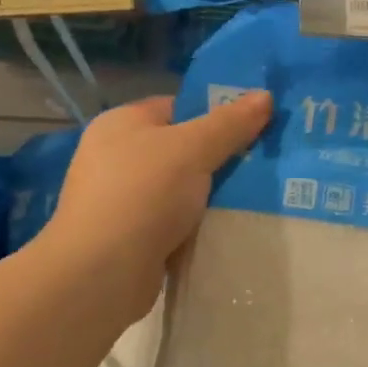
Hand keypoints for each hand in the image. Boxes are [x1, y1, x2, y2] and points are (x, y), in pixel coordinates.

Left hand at [47, 92, 272, 322]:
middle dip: (218, 159)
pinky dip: (195, 226)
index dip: (214, 115)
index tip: (253, 129)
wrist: (102, 272)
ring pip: (179, 190)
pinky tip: (225, 230)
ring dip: (209, 197)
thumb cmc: (143, 194)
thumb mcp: (193, 149)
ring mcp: (120, 200)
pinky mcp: (129, 237)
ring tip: (253, 199)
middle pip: (179, 150)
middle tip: (261, 165)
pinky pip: (172, 223)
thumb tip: (265, 95)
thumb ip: (230, 123)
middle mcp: (115, 157)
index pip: (176, 108)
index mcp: (121, 124)